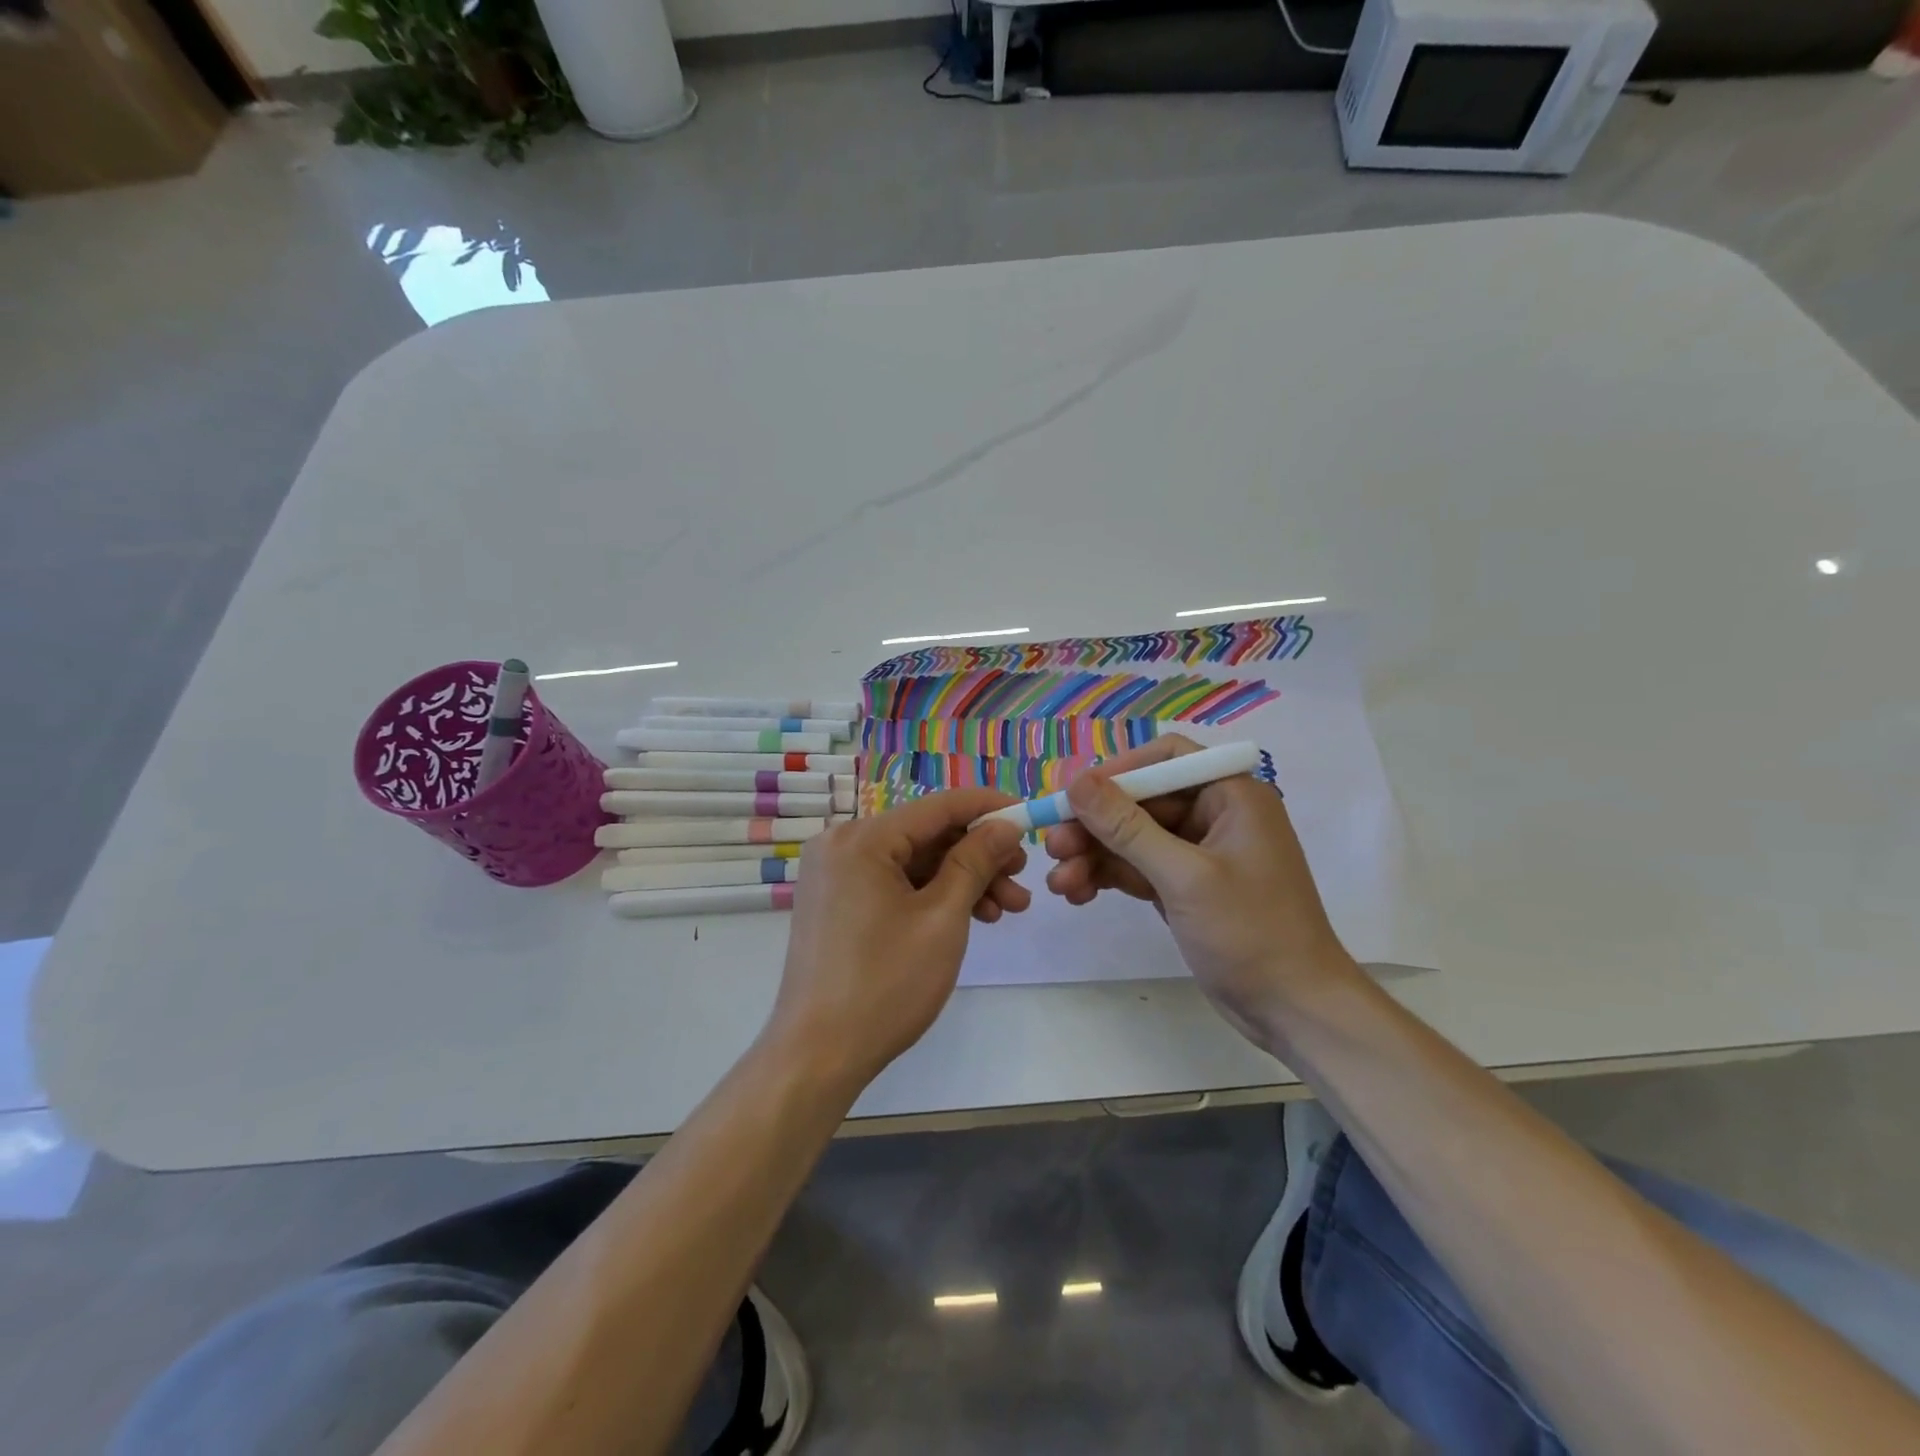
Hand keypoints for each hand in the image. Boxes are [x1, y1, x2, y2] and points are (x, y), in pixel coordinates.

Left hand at [766, 788, 1030, 1092]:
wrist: (817, 1055)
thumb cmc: (885, 984)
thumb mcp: (942, 918)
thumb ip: (975, 862)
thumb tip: (1005, 825)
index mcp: (861, 838)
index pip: (938, 806)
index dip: (989, 808)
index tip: (1030, 817)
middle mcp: (841, 844)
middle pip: (926, 835)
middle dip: (980, 855)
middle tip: (1023, 878)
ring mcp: (835, 874)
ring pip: (913, 862)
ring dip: (961, 880)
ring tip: (1008, 909)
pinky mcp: (836, 901)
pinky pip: (893, 883)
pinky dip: (931, 895)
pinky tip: (972, 916)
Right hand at [1042, 735, 1360, 1043]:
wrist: (1294, 1010)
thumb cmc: (1251, 932)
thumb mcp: (1184, 876)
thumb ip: (1127, 827)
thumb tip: (1077, 781)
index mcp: (1231, 795)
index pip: (1166, 759)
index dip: (1117, 771)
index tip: (1074, 795)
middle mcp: (1215, 815)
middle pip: (1141, 802)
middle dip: (1095, 825)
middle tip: (1052, 847)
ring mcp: (1199, 854)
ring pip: (1133, 839)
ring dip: (1094, 856)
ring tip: (1058, 883)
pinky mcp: (1185, 887)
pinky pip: (1138, 869)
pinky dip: (1109, 877)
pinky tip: (1078, 894)